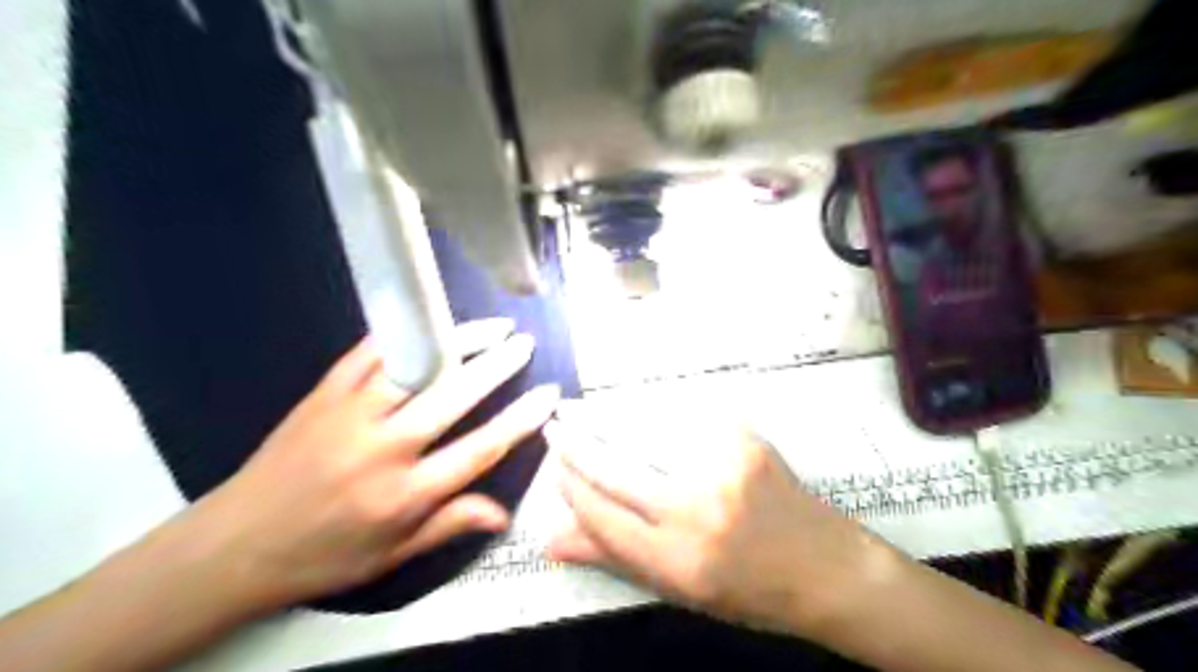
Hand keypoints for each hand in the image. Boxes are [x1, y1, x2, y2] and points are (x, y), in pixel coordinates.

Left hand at [188, 324, 560, 610]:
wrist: (233, 546)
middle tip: (525, 344)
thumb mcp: (393, 554)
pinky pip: (369, 353)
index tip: (548, 395)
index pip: (480, 449)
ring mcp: (350, 415)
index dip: (521, 419)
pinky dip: (404, 333)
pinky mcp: (323, 395)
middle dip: (497, 367)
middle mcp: (383, 450)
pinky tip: (429, 321)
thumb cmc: (324, 555)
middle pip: (454, 398)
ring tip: (491, 327)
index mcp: (405, 495)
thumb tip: (505, 513)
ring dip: (459, 342)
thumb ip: (451, 524)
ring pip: (416, 367)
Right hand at [548, 426, 893, 635]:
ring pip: (643, 431)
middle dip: (576, 445)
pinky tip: (626, 404)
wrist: (827, 566)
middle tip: (554, 426)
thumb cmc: (749, 590)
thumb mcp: (678, 589)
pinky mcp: (741, 438)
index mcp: (678, 560)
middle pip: (616, 469)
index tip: (555, 471)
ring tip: (576, 407)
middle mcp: (696, 510)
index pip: (603, 515)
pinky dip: (646, 408)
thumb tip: (547, 539)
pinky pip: (680, 416)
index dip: (572, 489)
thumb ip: (613, 557)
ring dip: (603, 416)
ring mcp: (721, 467)